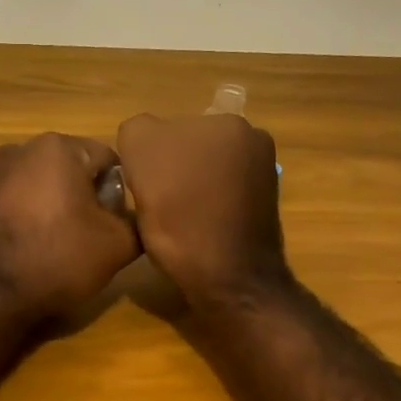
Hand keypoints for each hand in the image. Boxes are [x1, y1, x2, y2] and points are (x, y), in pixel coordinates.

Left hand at [0, 134, 140, 322]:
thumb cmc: (56, 259)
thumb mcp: (117, 245)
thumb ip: (137, 221)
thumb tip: (135, 216)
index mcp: (58, 147)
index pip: (108, 160)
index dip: (120, 193)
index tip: (116, 224)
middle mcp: (21, 148)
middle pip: (72, 169)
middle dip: (86, 198)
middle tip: (91, 237)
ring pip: (42, 185)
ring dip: (56, 207)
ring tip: (60, 246)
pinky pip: (15, 201)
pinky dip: (28, 218)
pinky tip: (31, 248)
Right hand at [115, 112, 288, 305]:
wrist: (229, 278)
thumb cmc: (181, 217)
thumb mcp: (141, 156)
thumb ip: (137, 130)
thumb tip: (145, 141)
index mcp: (226, 121)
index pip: (160, 128)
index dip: (144, 158)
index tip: (142, 187)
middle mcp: (251, 138)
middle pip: (183, 148)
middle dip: (169, 169)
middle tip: (156, 203)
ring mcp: (261, 172)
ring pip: (200, 172)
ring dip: (186, 188)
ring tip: (175, 220)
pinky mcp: (262, 204)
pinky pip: (217, 195)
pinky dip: (204, 206)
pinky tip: (195, 228)